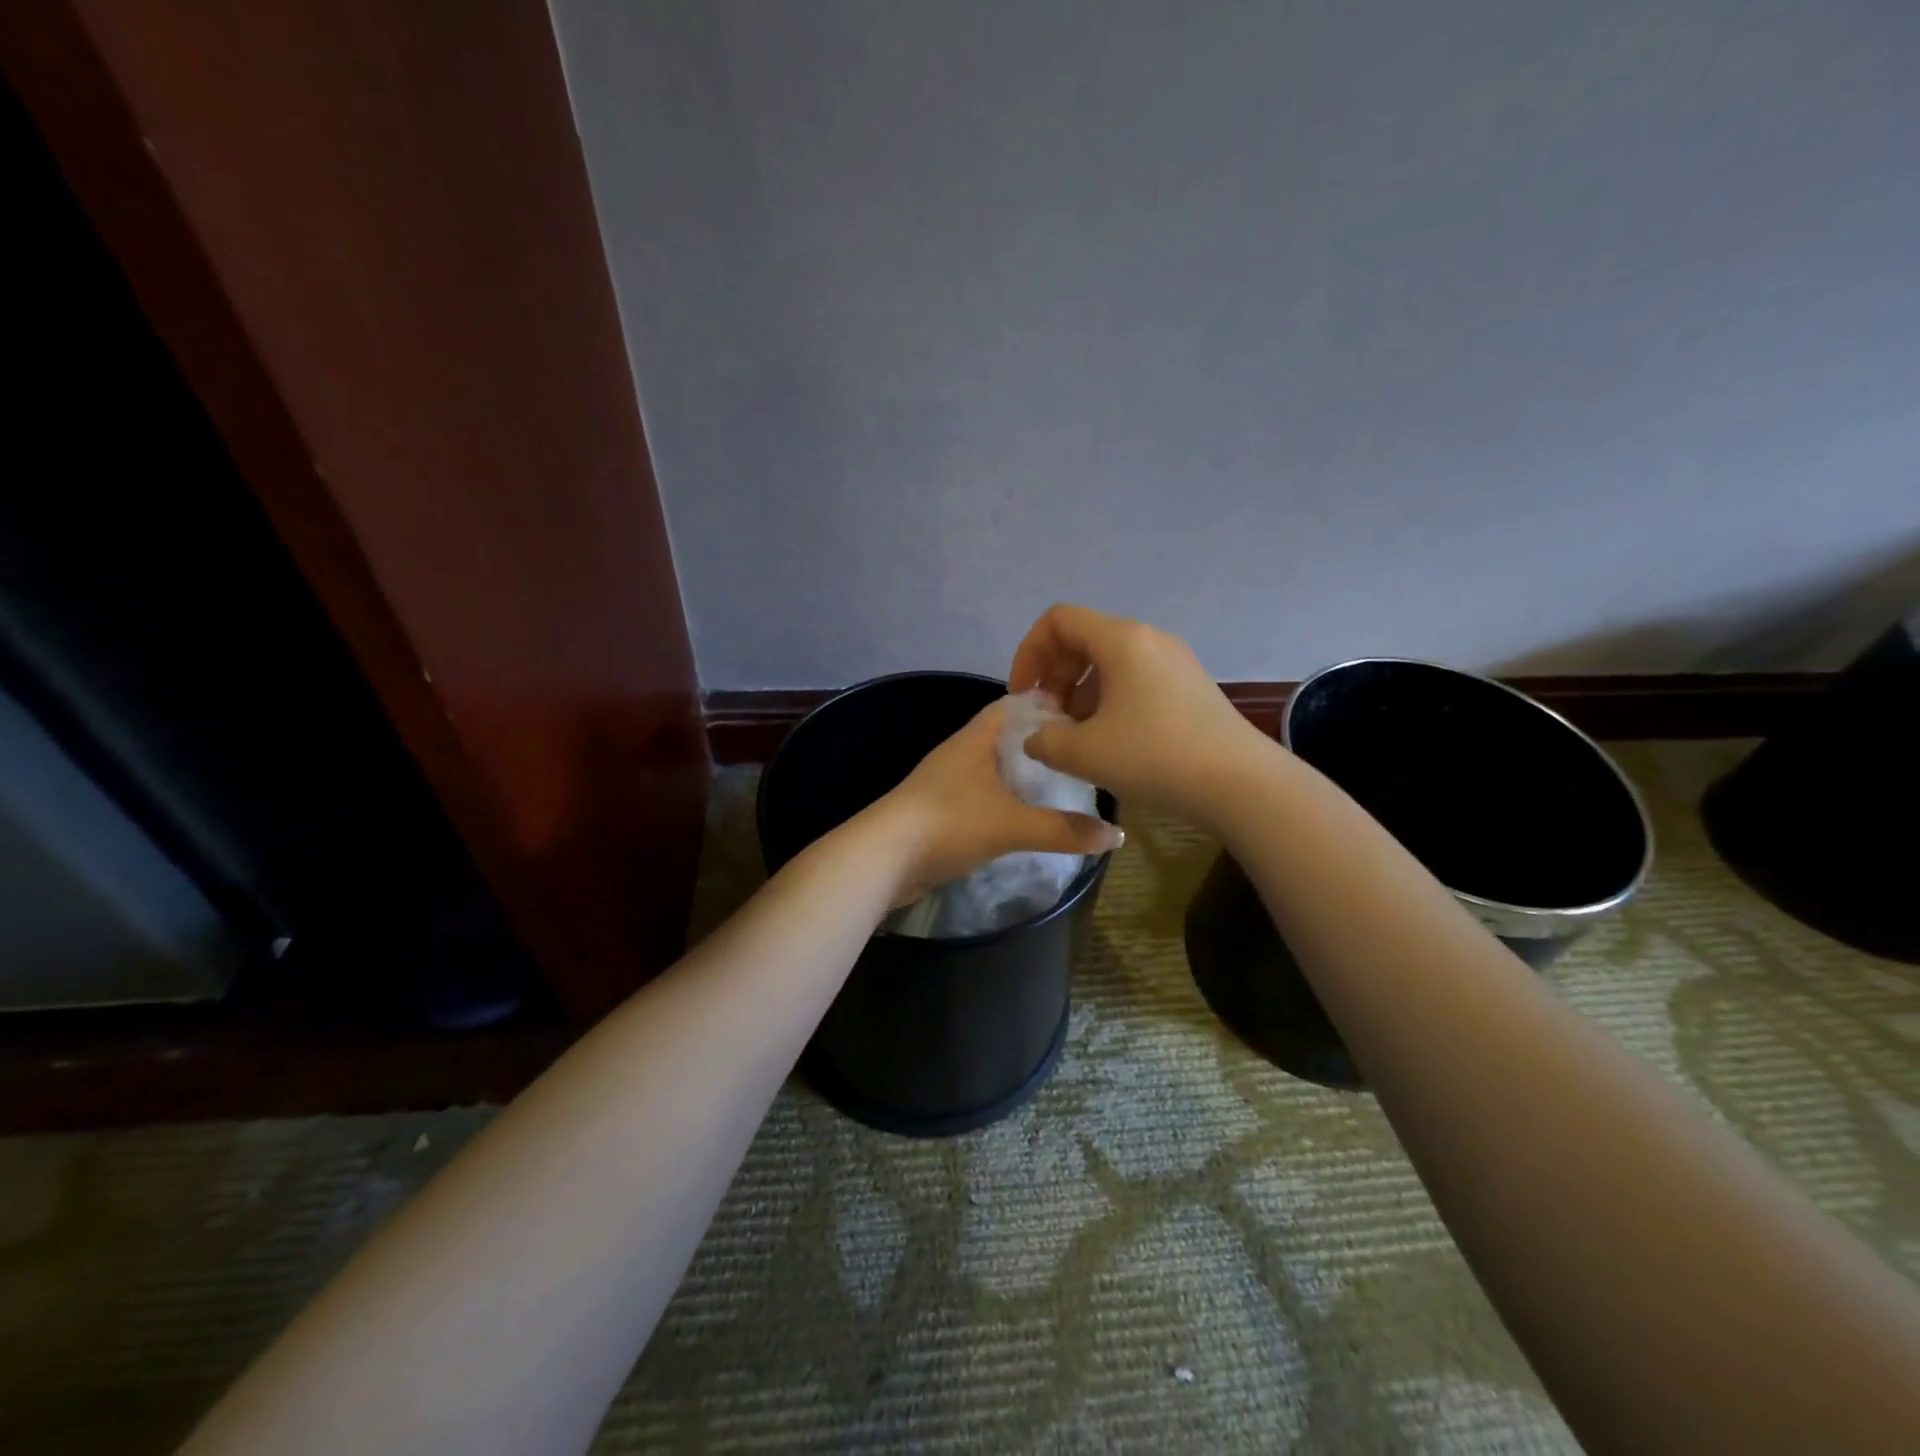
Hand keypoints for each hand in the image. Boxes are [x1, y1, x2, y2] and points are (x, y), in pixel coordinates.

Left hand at [868, 698, 1122, 904]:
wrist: (883, 859)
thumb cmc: (948, 824)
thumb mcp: (1012, 826)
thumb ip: (1064, 830)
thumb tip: (1117, 835)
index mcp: (977, 737)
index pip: (1017, 704)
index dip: (1051, 705)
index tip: (1088, 718)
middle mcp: (962, 751)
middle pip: (1009, 737)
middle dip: (1044, 745)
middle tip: (1085, 756)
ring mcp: (949, 781)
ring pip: (996, 768)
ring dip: (1026, 775)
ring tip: (1067, 786)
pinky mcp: (942, 810)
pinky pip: (984, 795)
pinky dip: (1008, 800)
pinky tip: (1030, 816)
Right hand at [1008, 603, 1270, 825]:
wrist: (1241, 784)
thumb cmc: (1155, 757)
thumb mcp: (1084, 753)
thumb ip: (1044, 740)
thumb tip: (1037, 737)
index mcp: (1121, 639)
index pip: (1058, 621)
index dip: (1029, 653)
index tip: (1025, 696)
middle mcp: (1148, 639)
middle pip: (1083, 639)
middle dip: (1054, 676)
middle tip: (1048, 719)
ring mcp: (1174, 661)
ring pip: (1109, 662)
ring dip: (1080, 692)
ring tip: (1075, 736)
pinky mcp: (1189, 686)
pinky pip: (1135, 679)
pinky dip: (1109, 701)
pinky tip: (1110, 741)